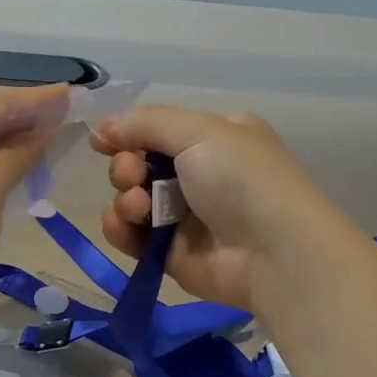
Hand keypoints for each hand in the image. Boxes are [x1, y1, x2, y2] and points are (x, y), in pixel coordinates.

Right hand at [91, 105, 339, 309]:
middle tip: (132, 174)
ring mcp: (185, 216)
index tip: (103, 140)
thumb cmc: (240, 178)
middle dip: (126, 167)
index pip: (159, 130)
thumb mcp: (198, 131)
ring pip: (132, 199)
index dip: (128, 133)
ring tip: (138, 206)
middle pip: (140, 164)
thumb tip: (105, 127)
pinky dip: (121, 228)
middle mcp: (200, 174)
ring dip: (124, 198)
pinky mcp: (171, 253)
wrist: (273, 252)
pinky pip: (132, 236)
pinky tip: (125, 224)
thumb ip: (146, 123)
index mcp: (214, 138)